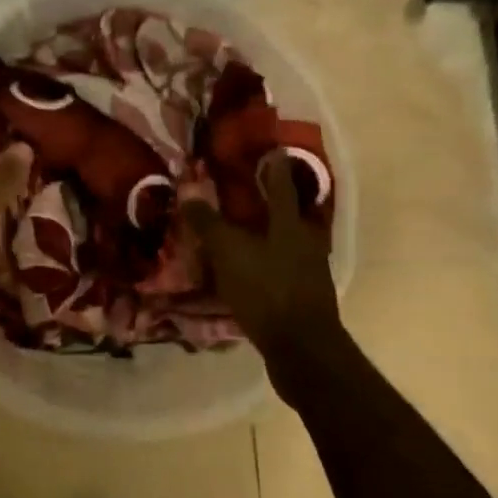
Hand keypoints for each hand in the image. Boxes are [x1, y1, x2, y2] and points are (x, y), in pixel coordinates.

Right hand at [180, 158, 338, 354]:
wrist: (302, 351)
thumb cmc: (267, 290)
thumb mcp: (229, 252)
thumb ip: (208, 222)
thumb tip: (189, 193)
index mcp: (290, 224)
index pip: (281, 183)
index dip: (274, 163)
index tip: (271, 146)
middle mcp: (305, 241)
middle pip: (286, 212)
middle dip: (268, 199)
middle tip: (245, 188)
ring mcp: (308, 271)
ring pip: (283, 241)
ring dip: (263, 232)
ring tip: (239, 228)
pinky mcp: (302, 296)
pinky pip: (278, 267)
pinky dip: (262, 261)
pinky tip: (243, 268)